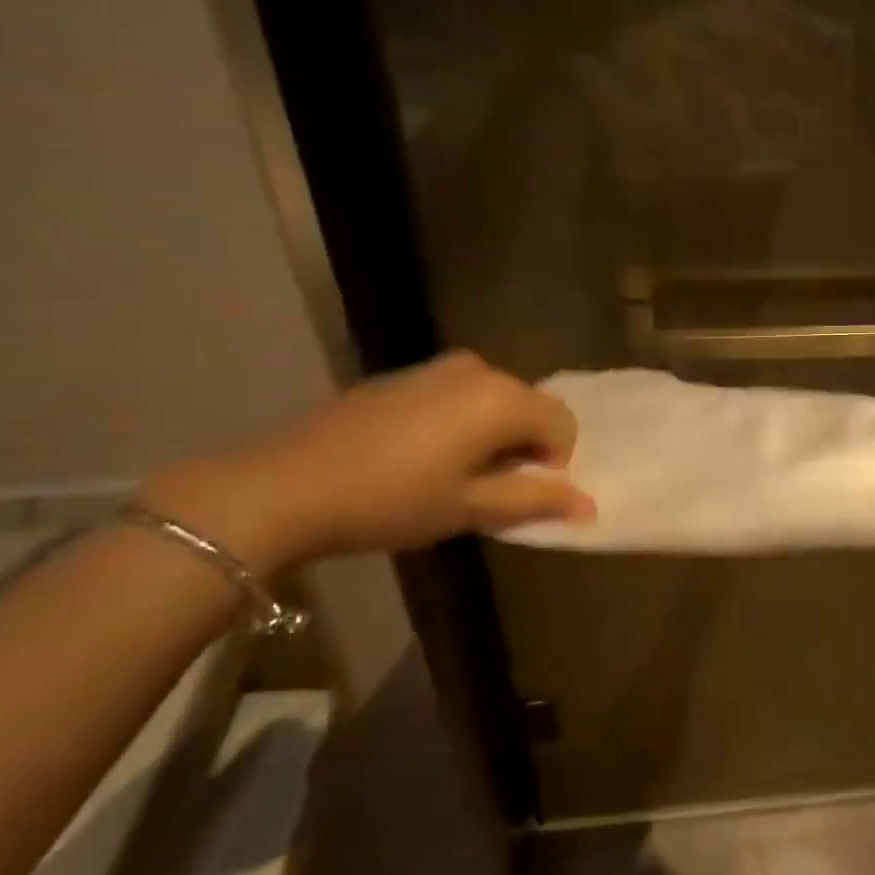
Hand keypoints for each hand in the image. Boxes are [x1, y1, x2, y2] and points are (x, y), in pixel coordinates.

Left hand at [141, 352, 594, 572]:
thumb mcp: (469, 508)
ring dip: (492, 435)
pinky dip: (461, 422)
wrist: (285, 484)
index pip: (562, 424)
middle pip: (530, 407)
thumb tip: (589, 504)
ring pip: (495, 400)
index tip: (515, 495)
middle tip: (484, 490)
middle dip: (523, 447)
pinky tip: (419, 456)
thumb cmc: (391, 501)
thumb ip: (535, 500)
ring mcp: (440, 366)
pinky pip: (460, 394)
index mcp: (501, 398)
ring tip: (451, 474)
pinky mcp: (408, 373)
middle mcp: (480, 369)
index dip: (554, 464)